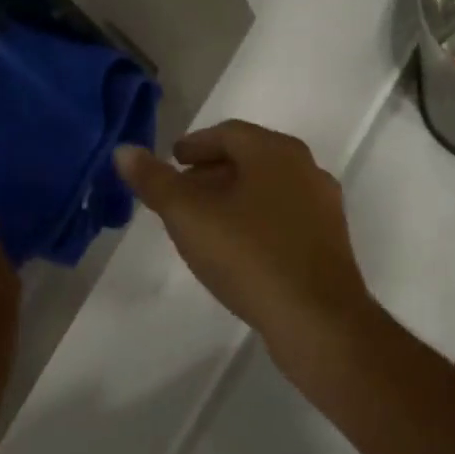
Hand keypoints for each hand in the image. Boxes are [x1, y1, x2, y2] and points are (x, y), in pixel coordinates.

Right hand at [114, 120, 376, 348]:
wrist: (317, 319)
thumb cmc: (249, 256)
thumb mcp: (189, 216)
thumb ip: (155, 181)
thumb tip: (124, 151)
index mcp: (275, 152)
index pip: (229, 133)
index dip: (196, 144)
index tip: (173, 160)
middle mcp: (306, 168)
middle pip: (251, 158)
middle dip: (213, 170)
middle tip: (182, 190)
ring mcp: (323, 206)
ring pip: (269, 188)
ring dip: (234, 196)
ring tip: (204, 221)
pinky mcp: (330, 241)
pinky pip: (284, 215)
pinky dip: (256, 218)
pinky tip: (238, 247)